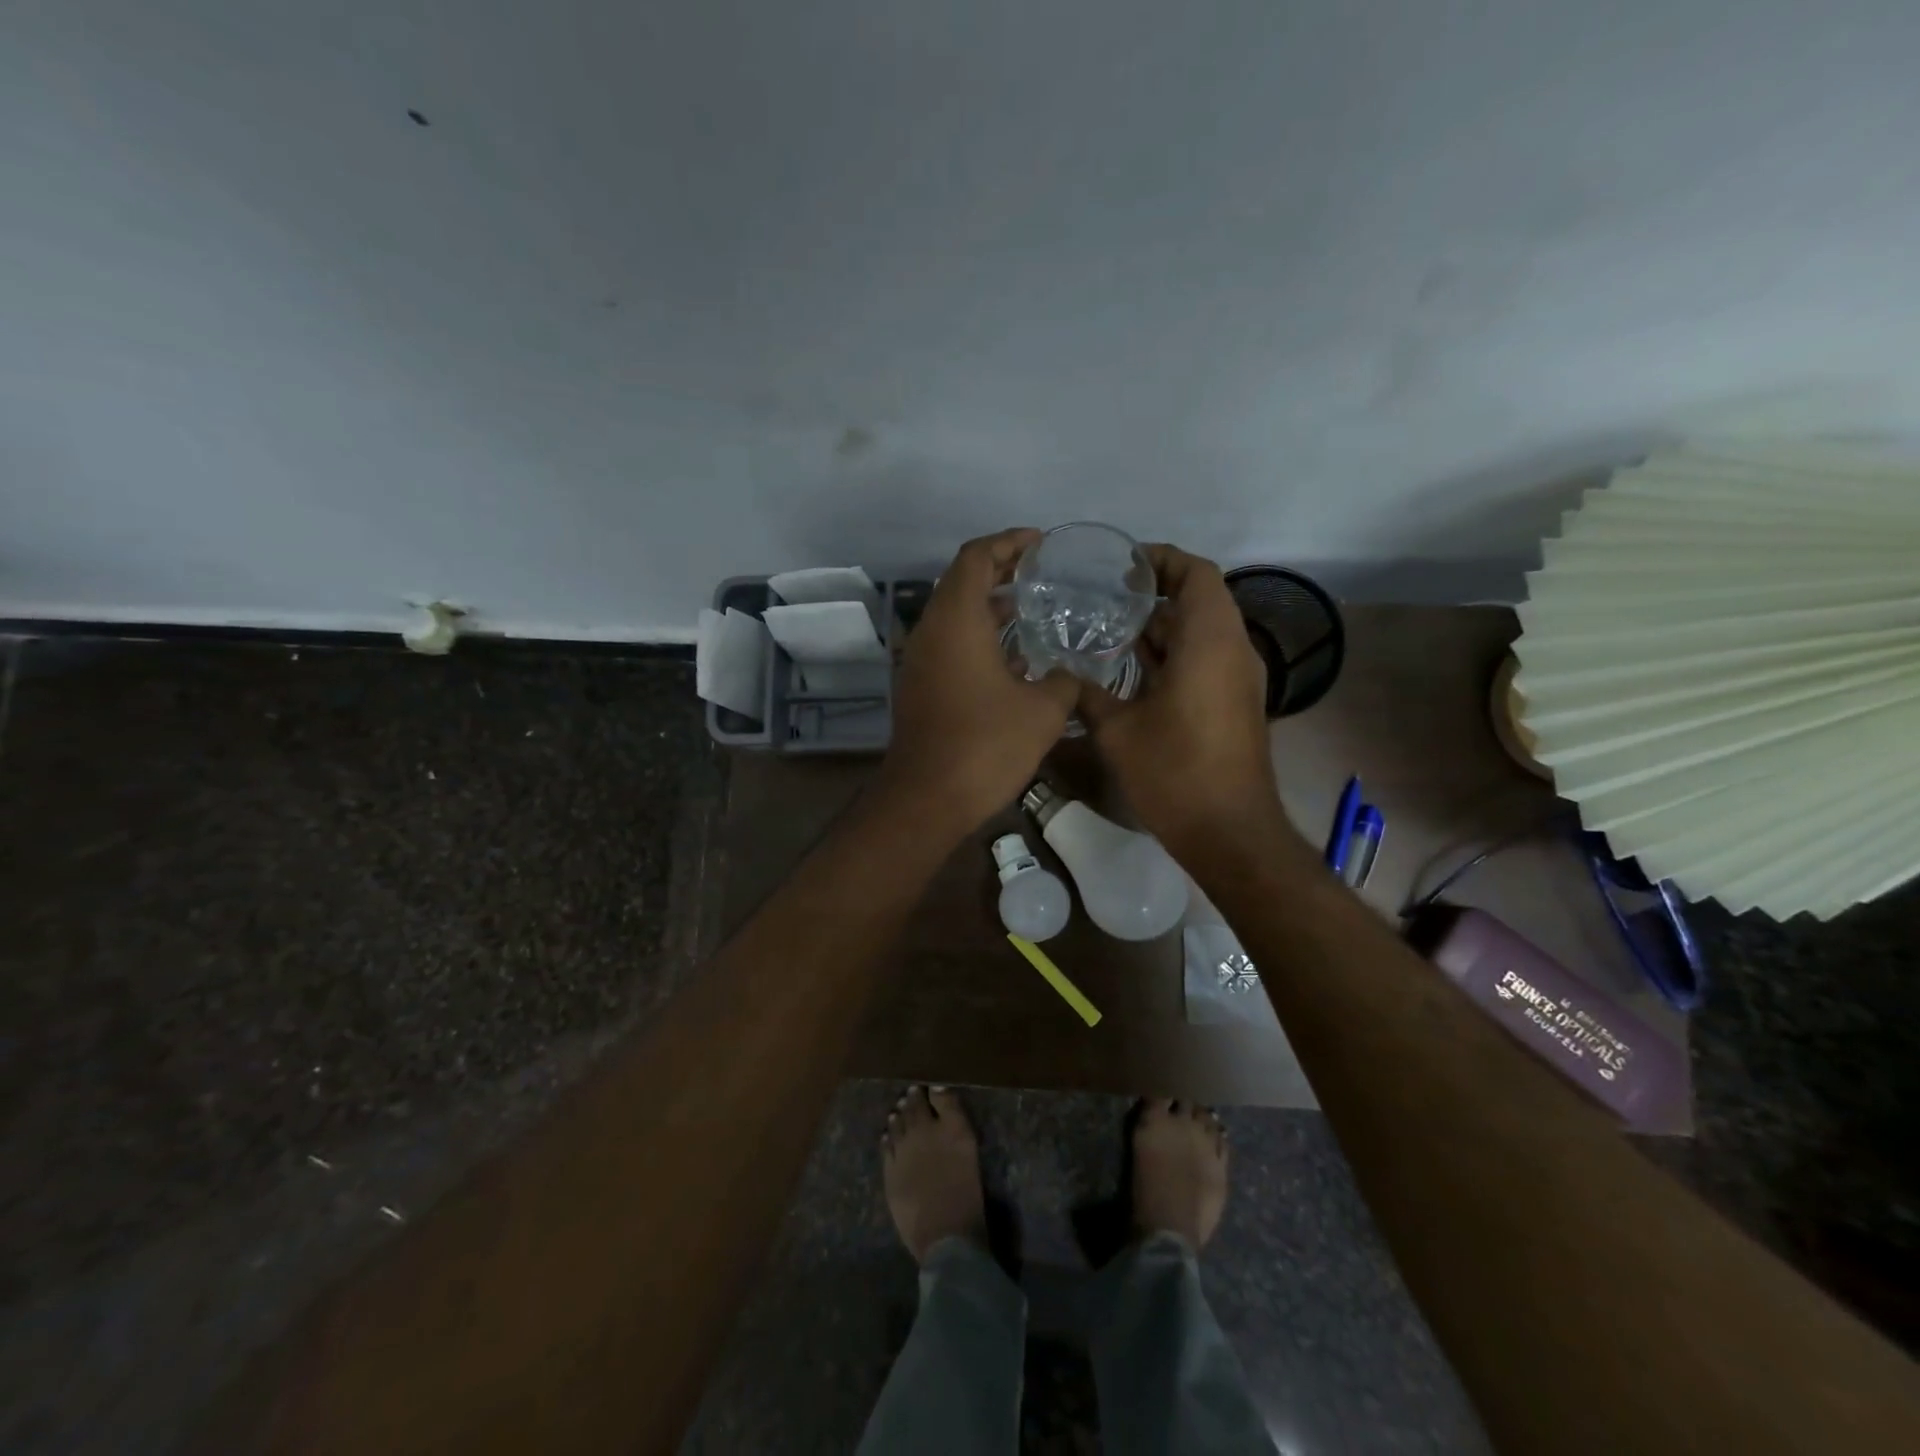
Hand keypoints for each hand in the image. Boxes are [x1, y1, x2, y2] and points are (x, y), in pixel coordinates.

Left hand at [878, 529, 1078, 836]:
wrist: (927, 798)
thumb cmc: (986, 745)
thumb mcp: (1044, 710)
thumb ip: (1064, 680)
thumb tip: (1070, 674)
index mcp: (956, 620)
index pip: (975, 557)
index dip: (1007, 543)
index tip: (1039, 543)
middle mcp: (930, 631)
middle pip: (961, 582)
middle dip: (999, 571)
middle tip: (1039, 574)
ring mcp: (919, 660)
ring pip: (953, 616)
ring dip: (988, 607)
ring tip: (1030, 609)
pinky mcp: (917, 687)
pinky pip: (949, 645)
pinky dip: (977, 637)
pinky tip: (1012, 659)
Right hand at [1080, 545, 1284, 856]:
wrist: (1229, 831)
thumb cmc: (1175, 772)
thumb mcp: (1117, 731)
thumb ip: (1087, 694)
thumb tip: (1061, 676)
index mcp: (1210, 642)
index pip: (1196, 574)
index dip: (1162, 560)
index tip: (1122, 566)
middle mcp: (1232, 650)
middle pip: (1200, 599)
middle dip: (1155, 593)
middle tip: (1105, 596)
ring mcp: (1238, 679)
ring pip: (1202, 632)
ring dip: (1163, 626)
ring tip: (1110, 628)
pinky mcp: (1234, 703)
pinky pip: (1205, 658)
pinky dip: (1173, 653)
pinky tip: (1131, 670)